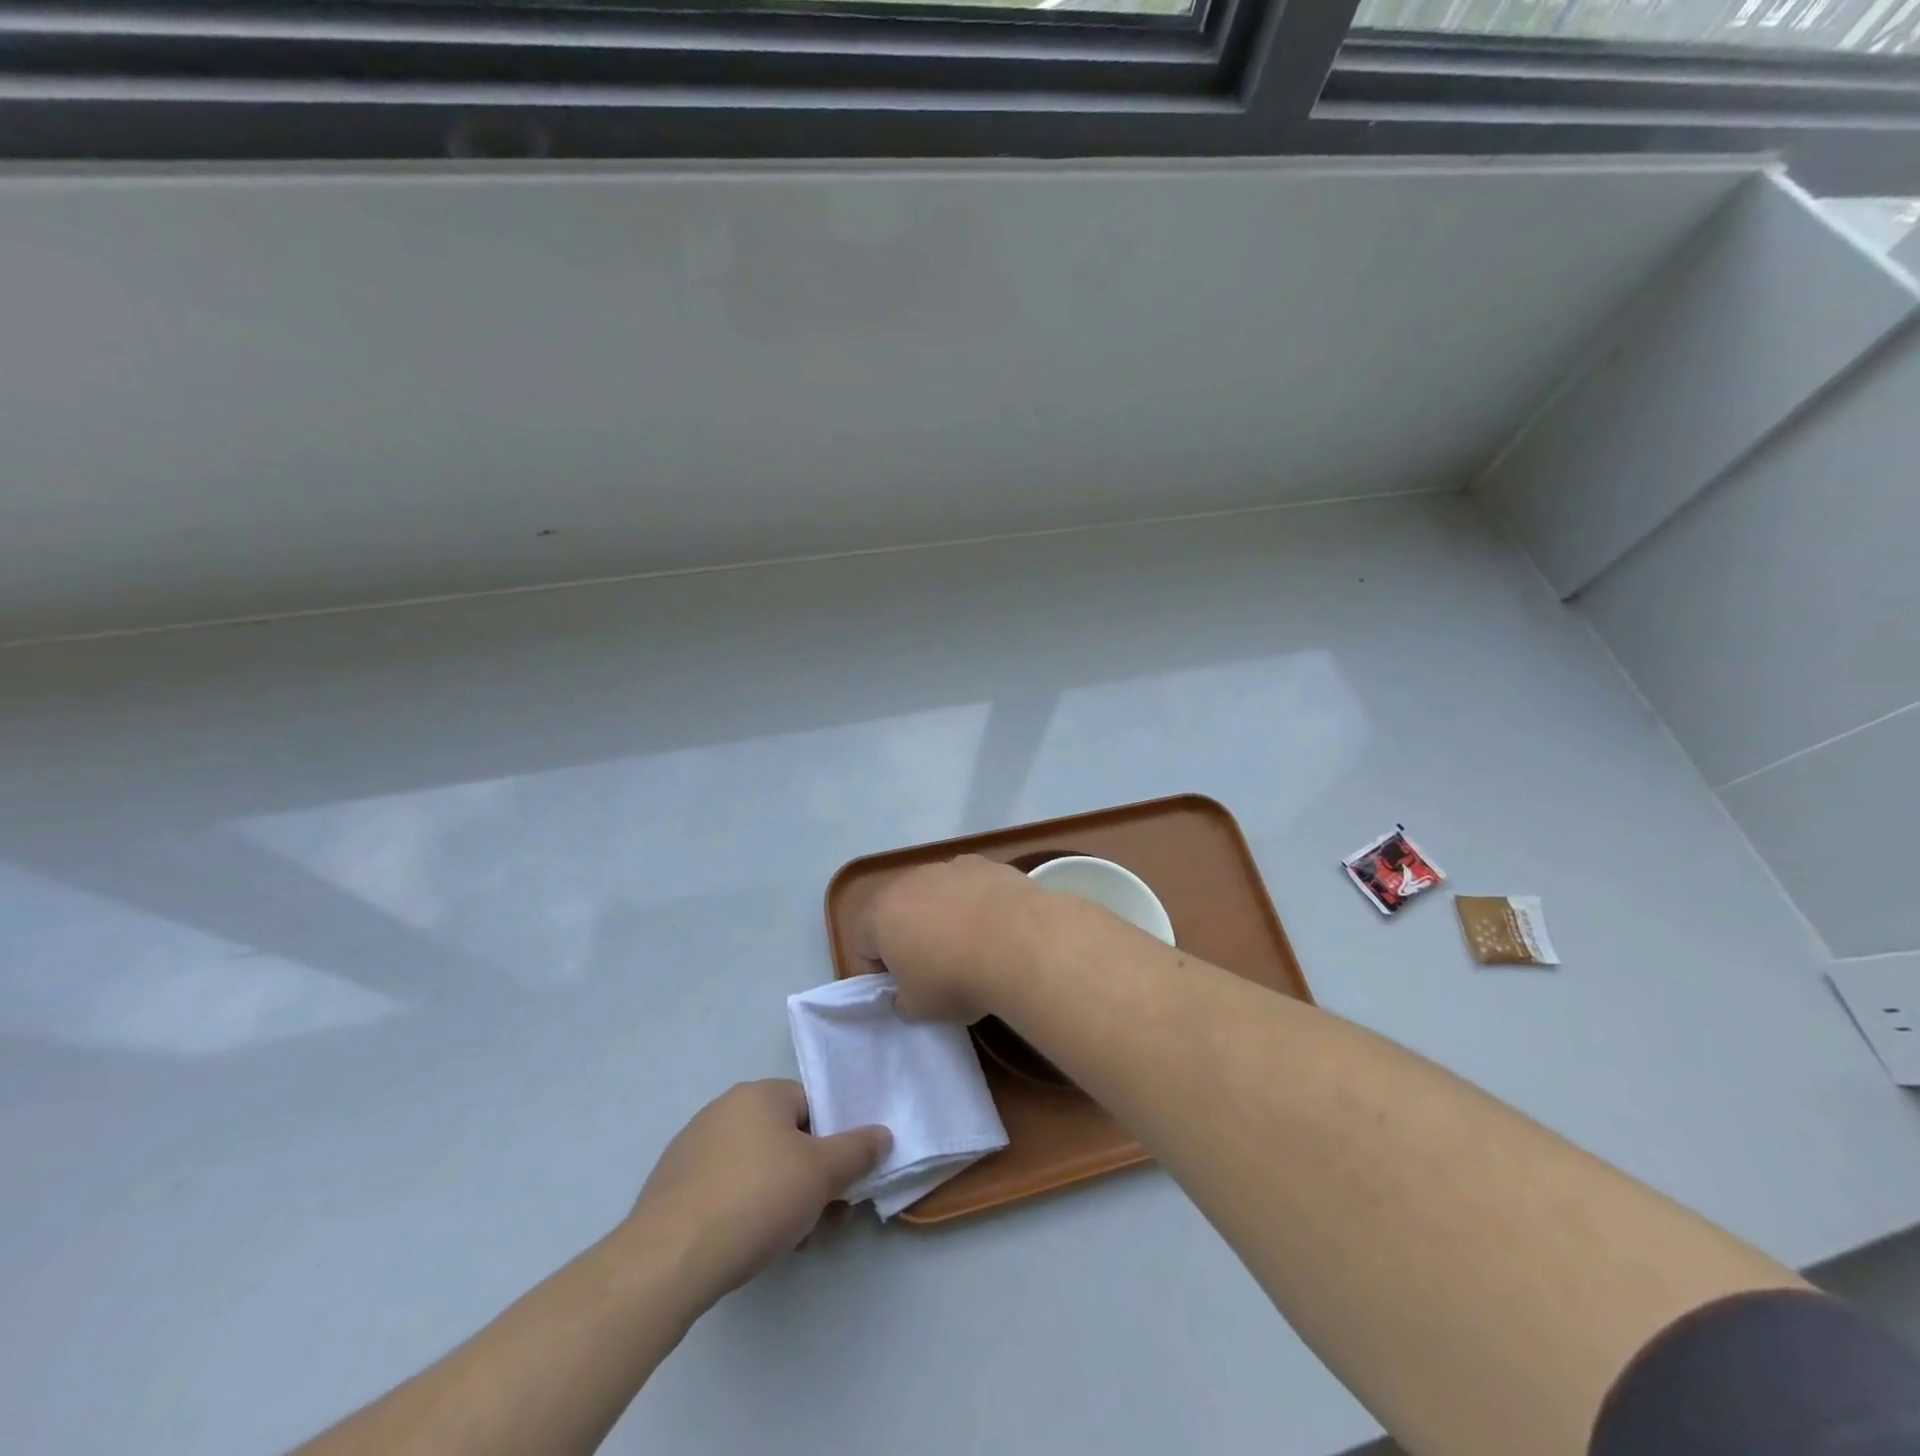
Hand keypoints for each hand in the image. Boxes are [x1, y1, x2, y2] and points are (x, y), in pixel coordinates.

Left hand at [626, 1080, 888, 1300]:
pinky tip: (748, 1246)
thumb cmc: (756, 1200)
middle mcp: (724, 1109)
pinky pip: (723, 1189)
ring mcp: (692, 1147)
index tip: (840, 1183)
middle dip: (809, 1178)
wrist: (668, 1260)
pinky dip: (743, 1210)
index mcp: (759, 1093)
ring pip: (755, 1167)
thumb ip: (857, 1150)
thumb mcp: (822, 1174)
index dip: (832, 1143)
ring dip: (780, 1198)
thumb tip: (882, 1133)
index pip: (811, 1106)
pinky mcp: (671, 1186)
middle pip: (784, 1138)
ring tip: (790, 1242)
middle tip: (822, 1220)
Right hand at [852, 855, 1044, 1022]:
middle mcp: (909, 882)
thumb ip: (903, 1001)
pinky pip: (970, 886)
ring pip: (936, 894)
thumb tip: (907, 995)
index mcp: (880, 916)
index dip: (879, 970)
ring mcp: (948, 867)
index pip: (862, 943)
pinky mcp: (984, 864)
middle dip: (910, 936)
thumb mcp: (920, 1009)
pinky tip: (997, 927)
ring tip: (972, 945)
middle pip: (899, 911)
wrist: (1019, 943)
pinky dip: (976, 902)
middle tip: (935, 967)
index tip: (903, 989)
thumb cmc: (956, 979)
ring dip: (944, 915)